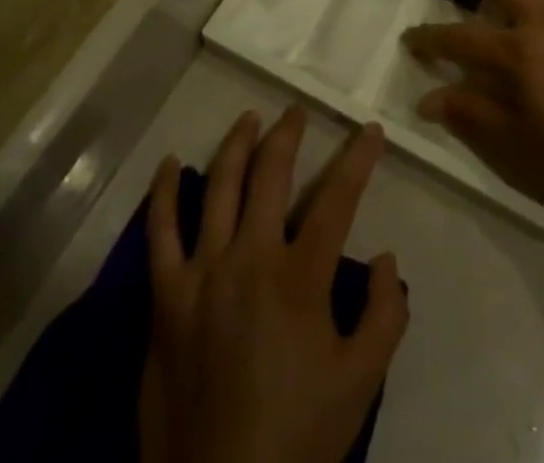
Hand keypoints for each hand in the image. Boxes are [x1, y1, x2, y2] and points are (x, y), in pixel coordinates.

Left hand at [142, 108, 408, 462]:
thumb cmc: (296, 437)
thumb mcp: (359, 384)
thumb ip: (383, 317)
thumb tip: (384, 258)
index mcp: (299, 277)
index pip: (337, 198)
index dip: (358, 158)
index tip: (370, 130)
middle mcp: (250, 258)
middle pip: (271, 174)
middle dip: (289, 134)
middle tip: (297, 113)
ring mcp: (202, 273)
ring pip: (219, 186)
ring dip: (237, 144)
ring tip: (249, 118)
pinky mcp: (166, 296)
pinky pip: (160, 233)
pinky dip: (164, 193)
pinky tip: (171, 163)